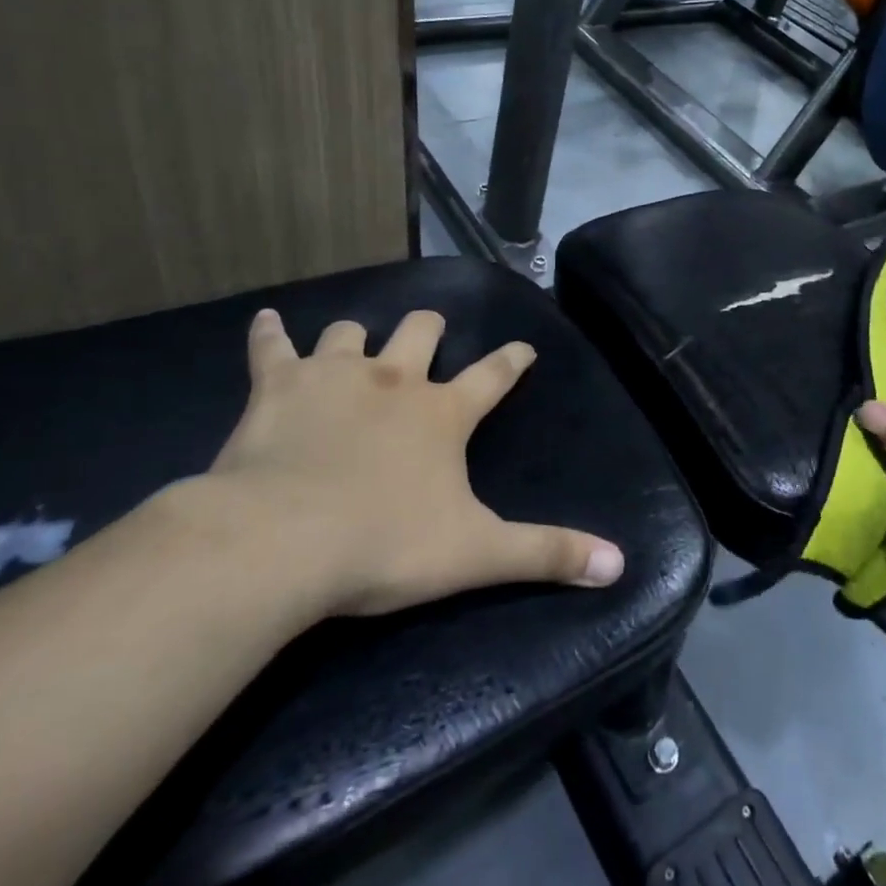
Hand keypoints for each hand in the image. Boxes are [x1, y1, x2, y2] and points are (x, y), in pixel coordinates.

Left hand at [200, 308, 624, 618]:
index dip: (512, 361)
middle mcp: (394, 380)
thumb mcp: (477, 554)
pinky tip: (267, 321)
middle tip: (430, 334)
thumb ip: (547, 553)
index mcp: (443, 413)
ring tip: (356, 343)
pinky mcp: (278, 388)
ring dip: (356, 337)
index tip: (525, 347)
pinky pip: (272, 347)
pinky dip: (270, 333)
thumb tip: (618, 564)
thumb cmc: (384, 544)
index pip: (493, 376)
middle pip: (421, 332)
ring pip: (351, 334)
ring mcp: (334, 377)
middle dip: (429, 329)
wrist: (279, 542)